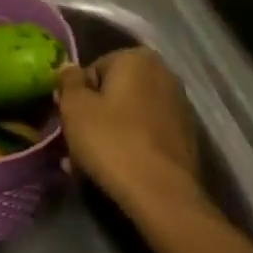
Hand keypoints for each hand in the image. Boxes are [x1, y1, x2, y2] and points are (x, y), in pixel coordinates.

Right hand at [56, 48, 203, 213]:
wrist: (161, 194)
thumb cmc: (111, 141)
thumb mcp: (74, 107)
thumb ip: (68, 81)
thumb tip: (68, 67)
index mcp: (137, 59)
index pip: (93, 69)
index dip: (76, 95)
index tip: (68, 119)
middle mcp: (164, 74)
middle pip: (113, 91)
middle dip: (93, 113)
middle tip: (75, 141)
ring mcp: (179, 106)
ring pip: (128, 113)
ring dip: (108, 131)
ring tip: (89, 161)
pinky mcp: (185, 136)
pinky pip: (145, 132)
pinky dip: (129, 143)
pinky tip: (115, 167)